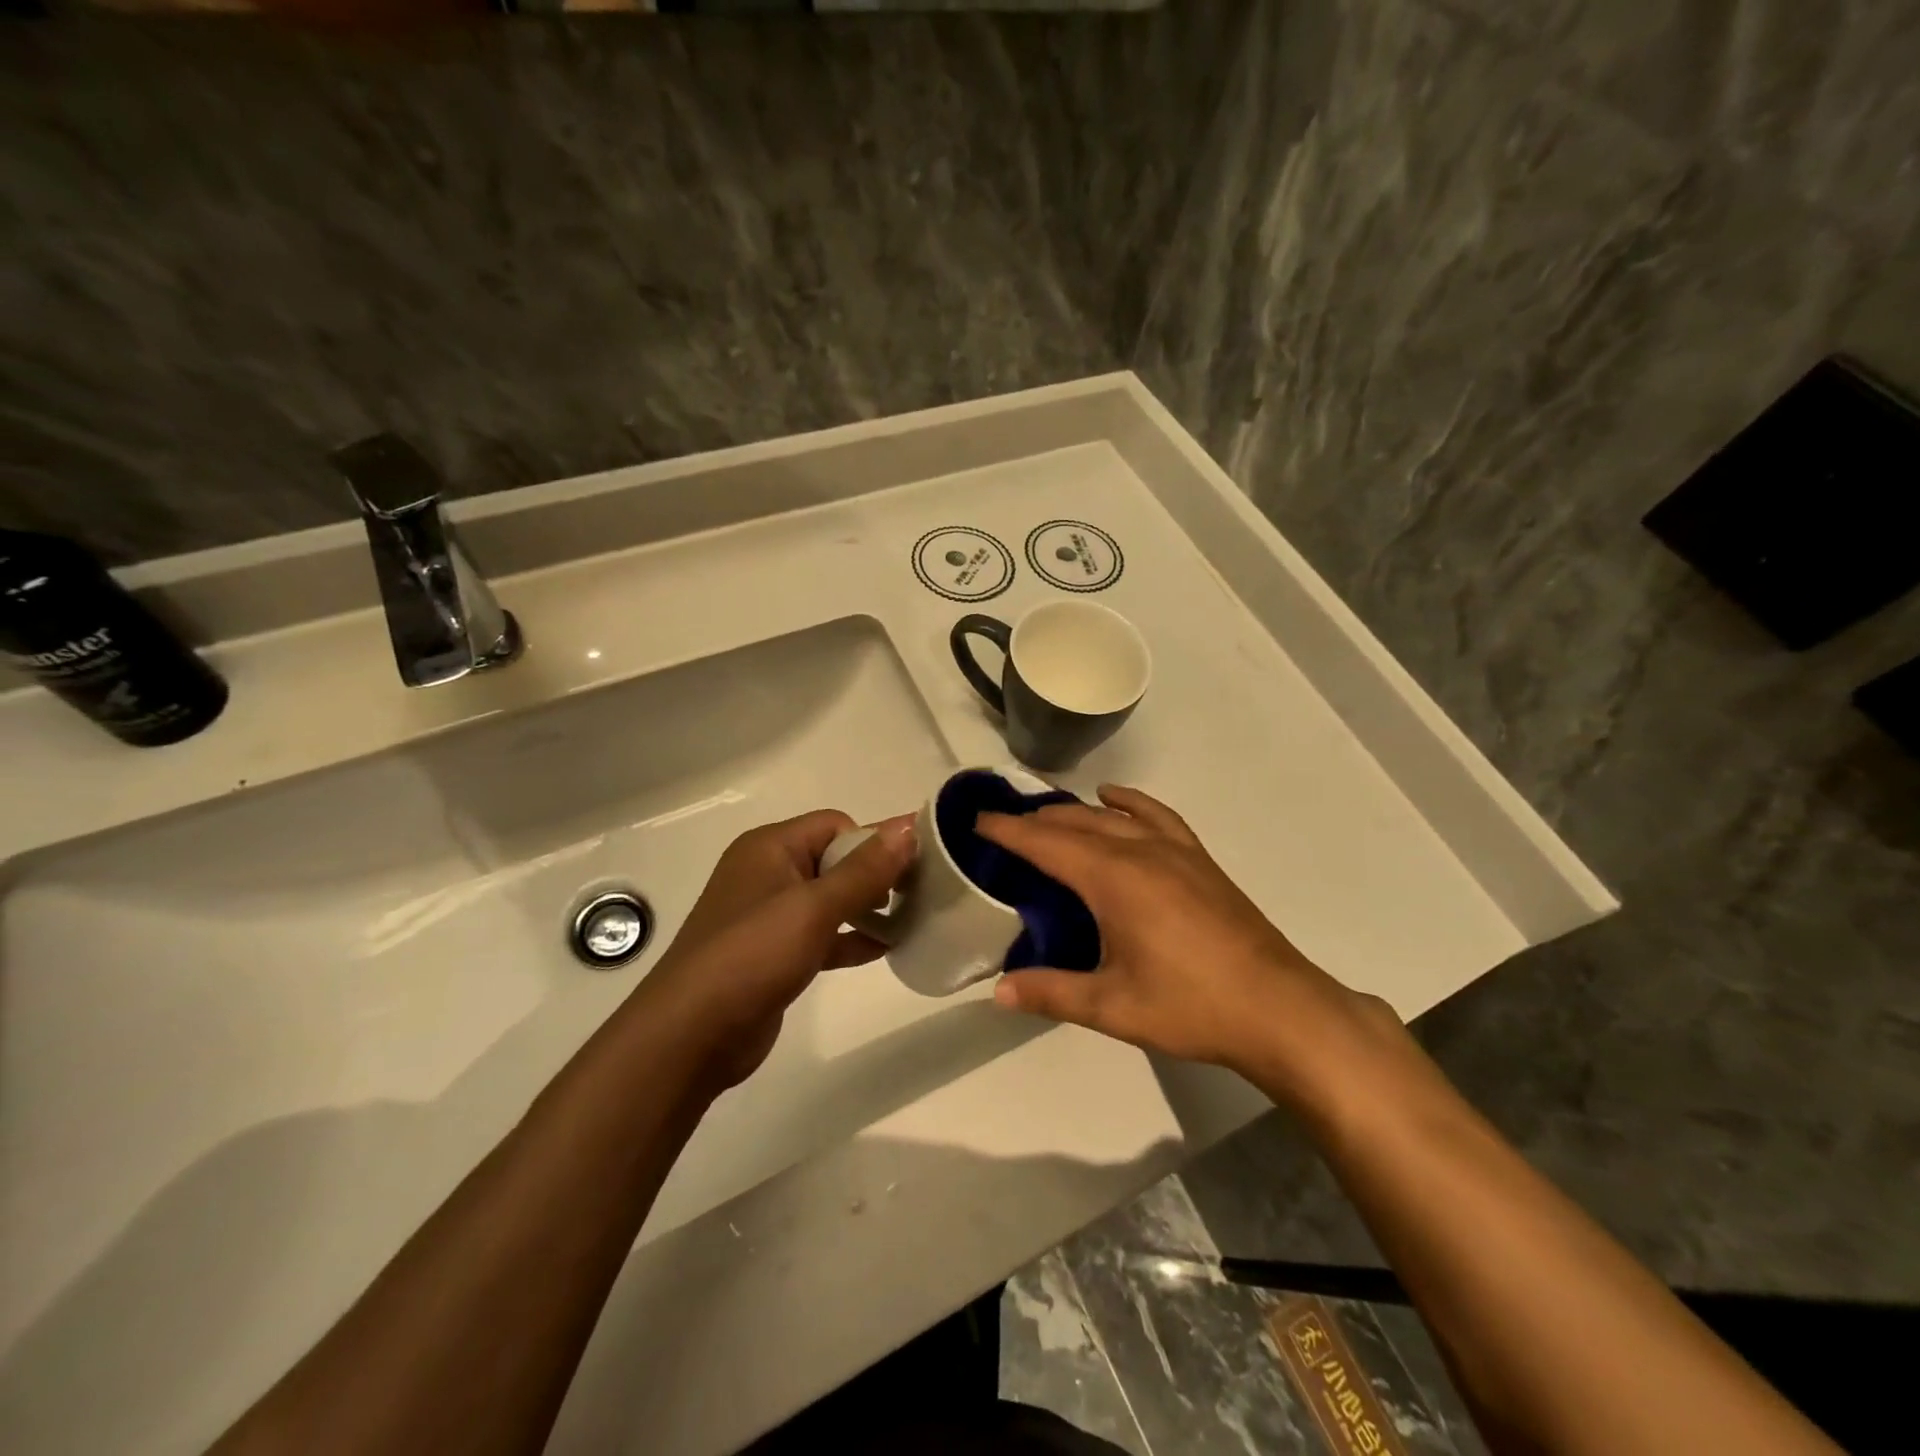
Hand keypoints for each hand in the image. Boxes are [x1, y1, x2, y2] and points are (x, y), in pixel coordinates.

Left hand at [639, 810, 913, 1091]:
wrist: (690, 1037)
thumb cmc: (751, 957)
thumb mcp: (813, 908)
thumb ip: (864, 870)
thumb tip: (909, 826)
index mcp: (770, 847)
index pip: (835, 825)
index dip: (871, 843)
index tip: (907, 872)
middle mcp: (768, 873)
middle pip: (834, 859)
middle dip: (874, 875)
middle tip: (916, 897)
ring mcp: (769, 915)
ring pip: (830, 899)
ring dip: (867, 908)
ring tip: (911, 921)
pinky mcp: (774, 954)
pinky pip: (822, 934)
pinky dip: (851, 938)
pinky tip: (886, 950)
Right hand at [976, 786, 1395, 1101]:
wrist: (1278, 1008)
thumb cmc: (1190, 1006)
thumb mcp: (1112, 1006)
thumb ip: (1051, 992)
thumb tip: (997, 991)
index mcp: (1113, 879)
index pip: (1046, 843)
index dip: (1008, 830)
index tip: (976, 821)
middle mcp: (1140, 851)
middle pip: (1075, 821)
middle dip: (1034, 820)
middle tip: (1002, 829)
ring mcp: (1175, 851)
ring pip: (1112, 815)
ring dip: (1074, 811)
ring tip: (1046, 819)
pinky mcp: (1199, 860)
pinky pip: (1157, 816)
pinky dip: (1130, 802)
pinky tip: (1114, 800)